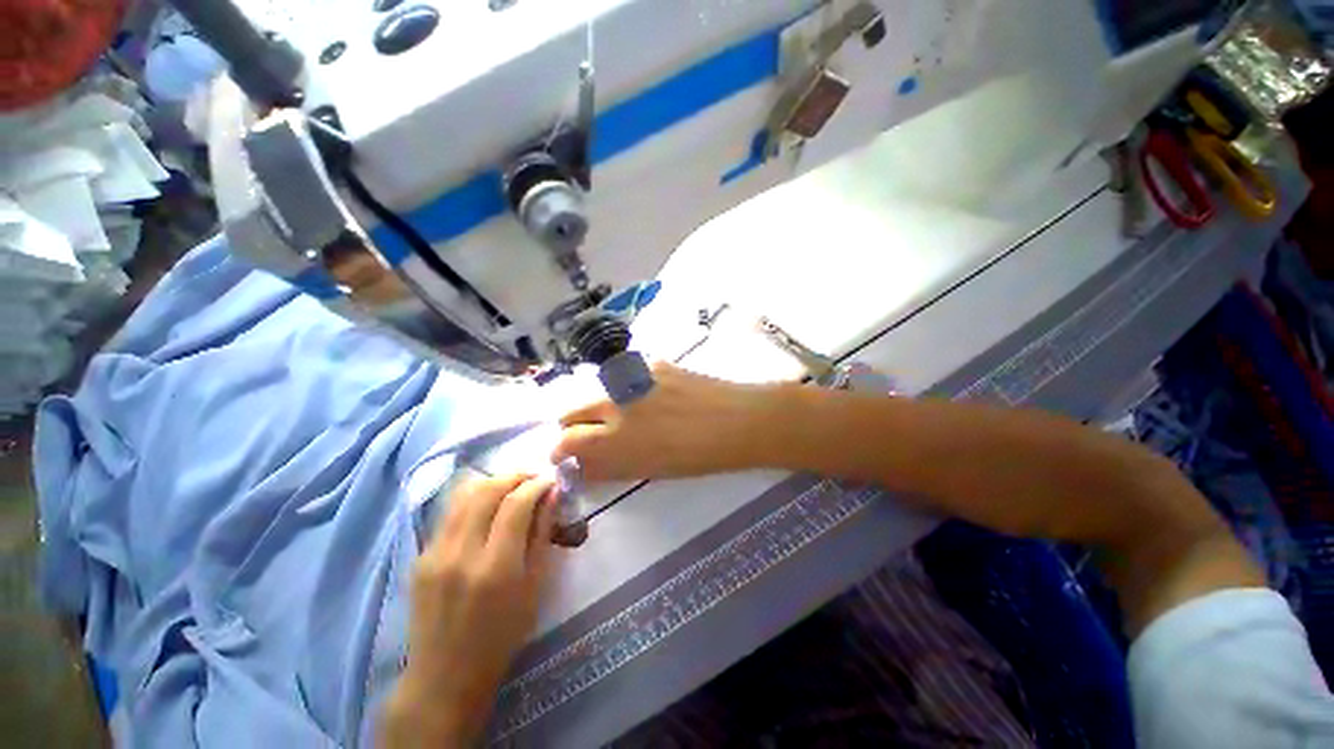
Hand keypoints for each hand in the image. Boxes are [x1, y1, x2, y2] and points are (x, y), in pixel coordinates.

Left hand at [382, 475, 556, 747]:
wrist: (445, 675)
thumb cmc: (502, 635)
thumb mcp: (535, 586)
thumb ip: (542, 534)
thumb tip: (553, 495)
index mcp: (495, 568)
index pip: (516, 504)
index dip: (537, 485)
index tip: (550, 481)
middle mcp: (460, 554)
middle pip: (487, 490)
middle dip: (515, 476)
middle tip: (533, 479)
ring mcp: (434, 553)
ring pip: (463, 495)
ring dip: (493, 482)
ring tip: (512, 486)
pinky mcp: (420, 556)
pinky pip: (449, 513)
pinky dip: (473, 499)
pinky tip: (487, 507)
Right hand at [553, 362, 785, 481]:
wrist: (735, 421)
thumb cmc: (696, 458)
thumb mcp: (648, 470)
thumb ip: (611, 465)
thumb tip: (585, 463)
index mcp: (612, 442)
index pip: (565, 443)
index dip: (559, 450)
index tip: (563, 454)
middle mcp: (613, 407)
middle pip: (570, 412)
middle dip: (572, 426)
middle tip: (590, 433)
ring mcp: (630, 381)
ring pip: (597, 392)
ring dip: (601, 405)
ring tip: (628, 413)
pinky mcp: (650, 363)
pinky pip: (627, 377)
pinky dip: (630, 389)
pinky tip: (655, 396)